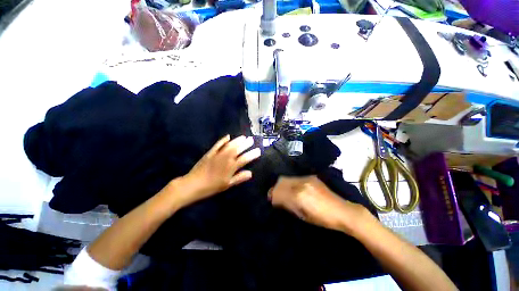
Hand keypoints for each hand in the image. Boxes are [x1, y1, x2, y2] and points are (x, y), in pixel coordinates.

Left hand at [175, 135, 260, 206]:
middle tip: (252, 140)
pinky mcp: (210, 153)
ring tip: (244, 137)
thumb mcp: (227, 185)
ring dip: (237, 140)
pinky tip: (227, 136)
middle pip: (238, 149)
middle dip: (246, 144)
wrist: (193, 184)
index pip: (245, 158)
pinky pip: (218, 144)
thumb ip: (239, 178)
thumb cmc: (212, 187)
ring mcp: (218, 154)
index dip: (252, 154)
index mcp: (231, 167)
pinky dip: (223, 140)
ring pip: (230, 145)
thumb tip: (251, 173)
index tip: (258, 150)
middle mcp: (226, 158)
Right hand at [269, 176, 371, 233]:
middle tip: (275, 195)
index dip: (272, 196)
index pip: (278, 192)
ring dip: (282, 185)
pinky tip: (294, 188)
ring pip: (287, 178)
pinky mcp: (311, 177)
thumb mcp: (302, 216)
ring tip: (284, 192)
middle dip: (275, 188)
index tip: (271, 200)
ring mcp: (306, 178)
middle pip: (280, 181)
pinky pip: (295, 178)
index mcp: (298, 196)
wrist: (342, 211)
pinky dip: (290, 183)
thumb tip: (277, 199)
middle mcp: (300, 183)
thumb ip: (288, 205)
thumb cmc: (322, 219)